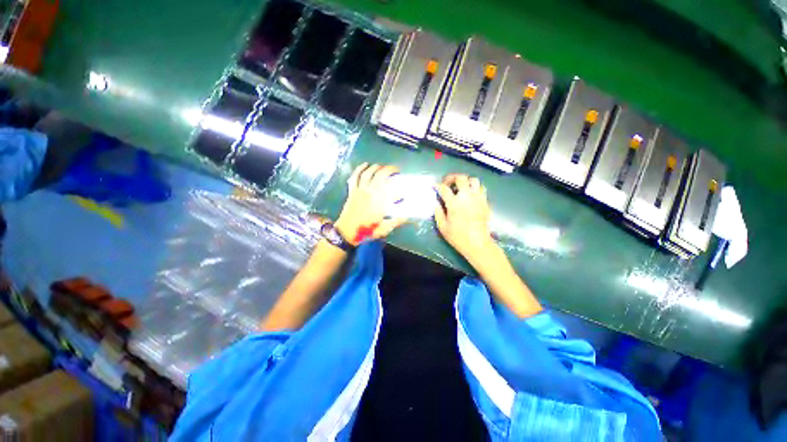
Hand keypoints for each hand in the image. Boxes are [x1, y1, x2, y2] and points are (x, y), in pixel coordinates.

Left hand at [335, 163, 406, 245]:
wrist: (347, 232)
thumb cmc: (366, 230)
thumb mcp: (384, 229)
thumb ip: (396, 221)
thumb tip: (407, 217)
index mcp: (379, 201)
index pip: (391, 188)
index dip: (398, 185)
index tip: (402, 188)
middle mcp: (370, 192)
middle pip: (380, 175)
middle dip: (389, 169)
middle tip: (396, 170)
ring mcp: (360, 190)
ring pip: (368, 173)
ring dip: (376, 167)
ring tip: (382, 167)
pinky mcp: (352, 191)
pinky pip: (355, 177)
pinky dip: (360, 169)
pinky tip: (365, 165)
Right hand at [434, 174, 495, 259]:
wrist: (477, 243)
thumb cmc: (458, 236)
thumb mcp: (442, 226)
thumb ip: (438, 212)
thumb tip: (436, 202)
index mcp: (454, 203)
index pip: (444, 188)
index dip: (437, 185)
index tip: (434, 186)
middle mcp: (466, 197)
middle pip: (460, 178)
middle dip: (452, 178)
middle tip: (447, 183)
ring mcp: (478, 198)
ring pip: (473, 180)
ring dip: (465, 181)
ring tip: (460, 187)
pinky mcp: (485, 202)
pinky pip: (481, 188)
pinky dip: (474, 187)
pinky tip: (470, 194)